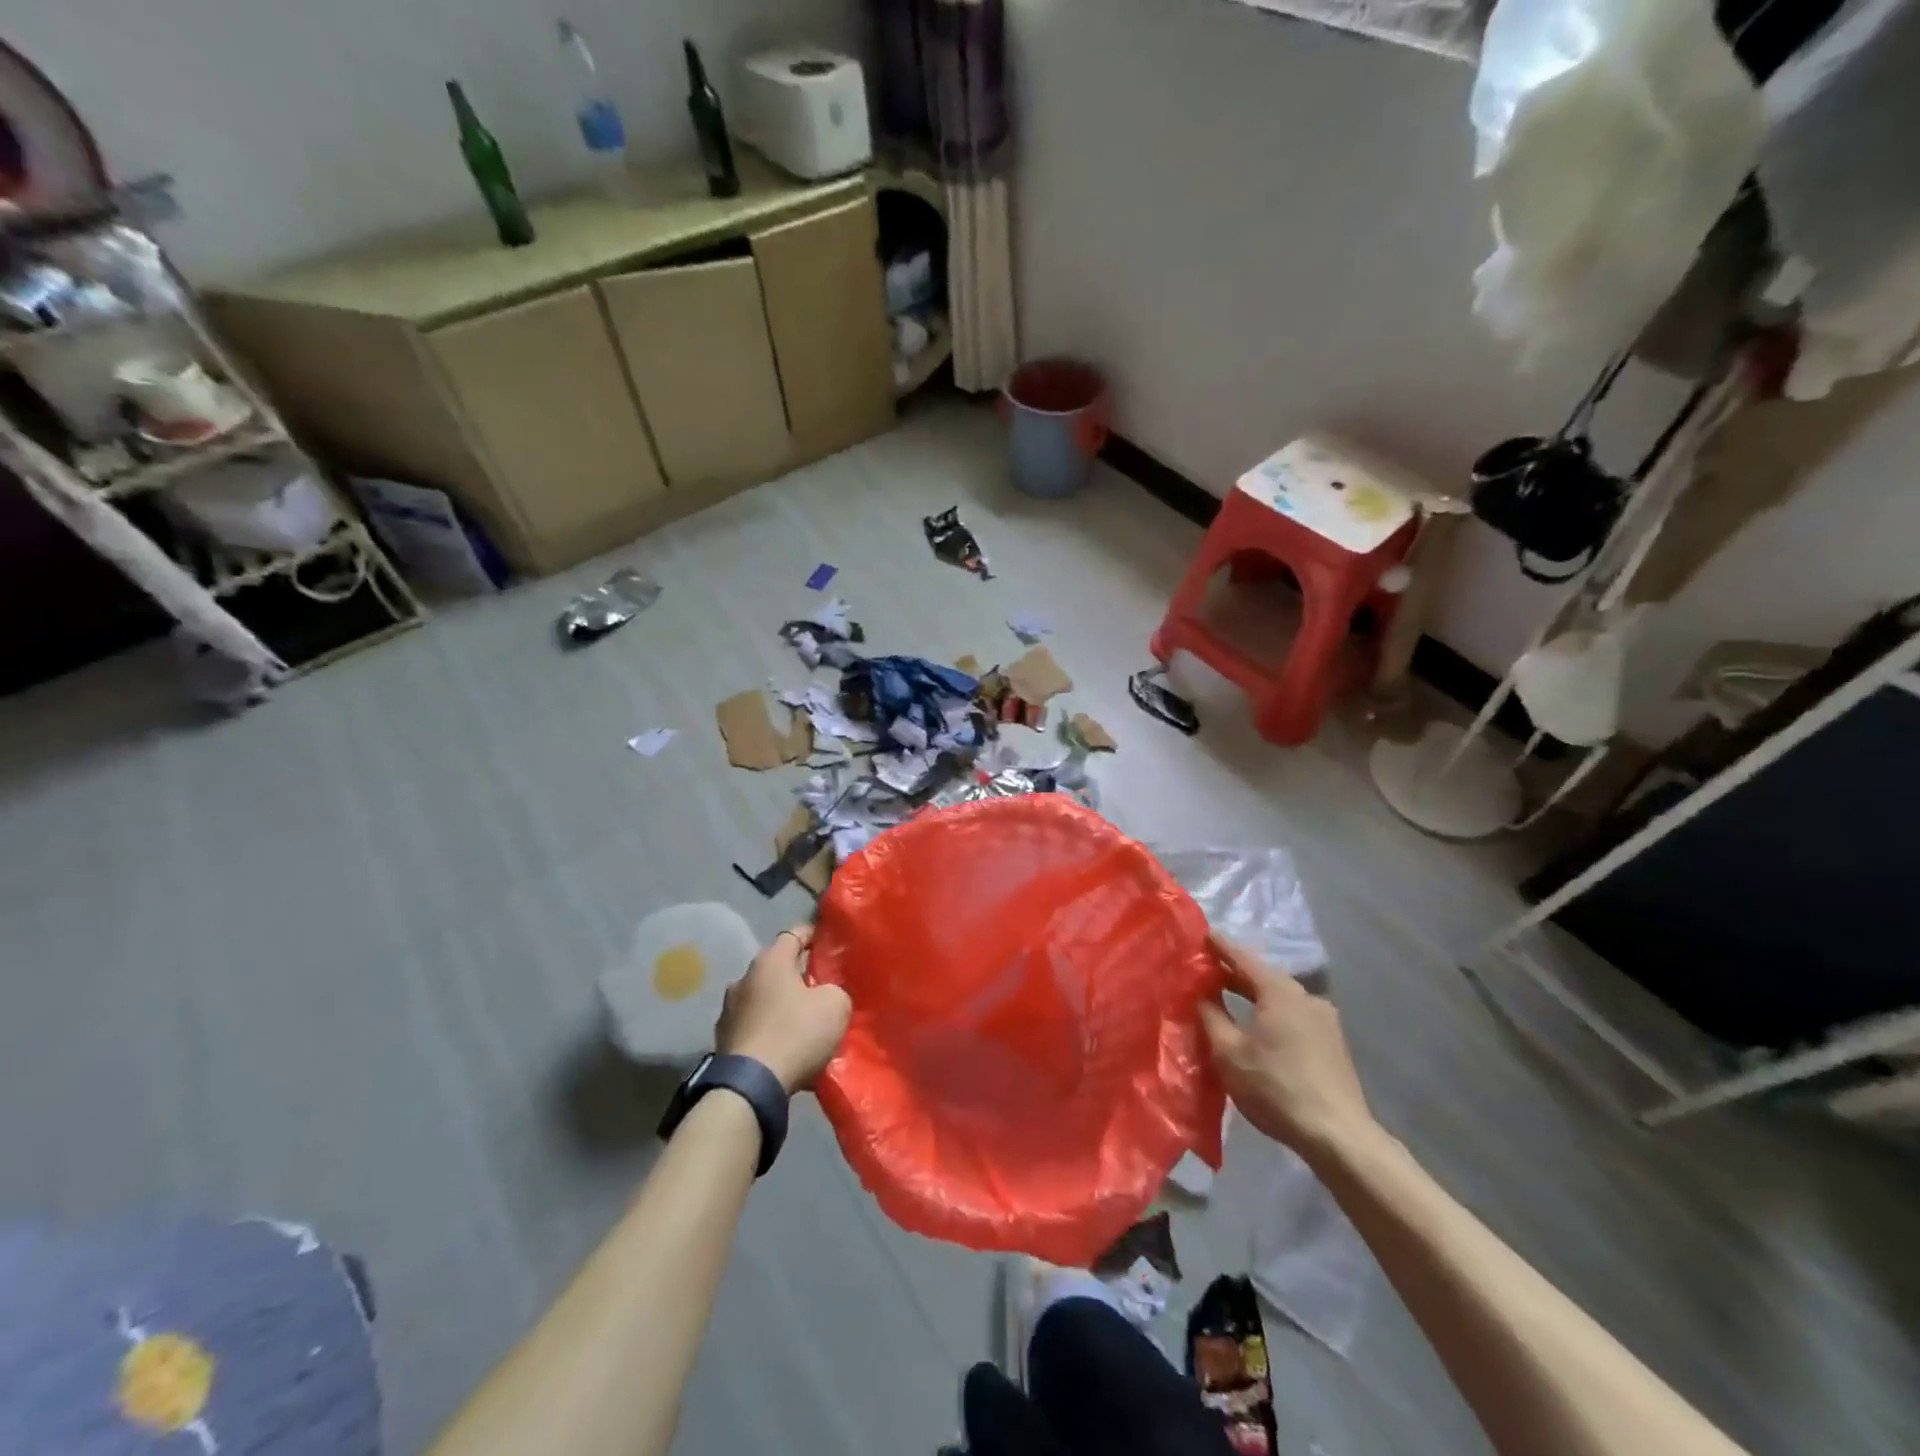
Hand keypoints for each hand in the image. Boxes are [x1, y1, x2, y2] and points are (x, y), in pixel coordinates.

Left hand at [716, 924, 850, 1094]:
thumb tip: (826, 994)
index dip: (812, 936)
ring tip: (801, 1021)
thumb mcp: (835, 1005)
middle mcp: (744, 978)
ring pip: (762, 997)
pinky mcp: (722, 1039)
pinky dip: (767, 1029)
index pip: (794, 934)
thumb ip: (835, 990)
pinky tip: (783, 1045)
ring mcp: (728, 1009)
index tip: (827, 943)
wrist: (750, 1087)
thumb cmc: (795, 1033)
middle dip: (797, 975)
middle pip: (777, 968)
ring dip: (779, 1004)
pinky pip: (753, 1024)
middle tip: (820, 988)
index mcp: (770, 961)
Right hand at [1198, 933, 1376, 1159]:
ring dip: (1254, 993)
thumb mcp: (1228, 1053)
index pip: (1242, 957)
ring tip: (1228, 995)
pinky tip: (1259, 1023)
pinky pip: (1294, 1013)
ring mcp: (1324, 1018)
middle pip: (1263, 975)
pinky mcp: (1333, 1041)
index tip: (1201, 933)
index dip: (1220, 946)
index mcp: (1279, 991)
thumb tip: (1201, 994)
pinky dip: (1272, 1010)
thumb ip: (1211, 1016)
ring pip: (1280, 996)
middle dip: (1235, 972)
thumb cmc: (1275, 1088)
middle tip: (1207, 968)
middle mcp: (1305, 995)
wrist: (1338, 1135)